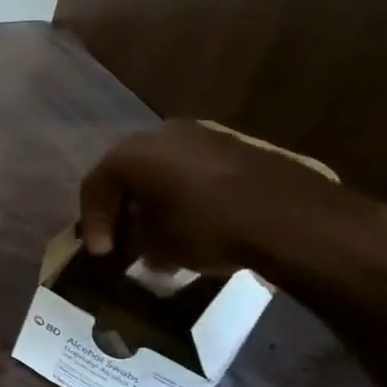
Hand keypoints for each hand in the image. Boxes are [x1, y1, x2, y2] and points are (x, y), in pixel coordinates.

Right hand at [79, 119, 386, 277]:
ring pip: (162, 168)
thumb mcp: (157, 245)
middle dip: (123, 207)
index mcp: (129, 153)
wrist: (293, 218)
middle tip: (125, 236)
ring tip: (163, 230)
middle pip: (127, 172)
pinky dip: (186, 191)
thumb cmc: (207, 228)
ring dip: (157, 198)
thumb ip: (134, 239)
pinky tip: (196, 217)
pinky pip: (194, 168)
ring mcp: (201, 133)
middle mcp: (158, 133)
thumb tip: (134, 242)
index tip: (102, 254)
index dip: (94, 223)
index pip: (94, 186)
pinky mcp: (236, 143)